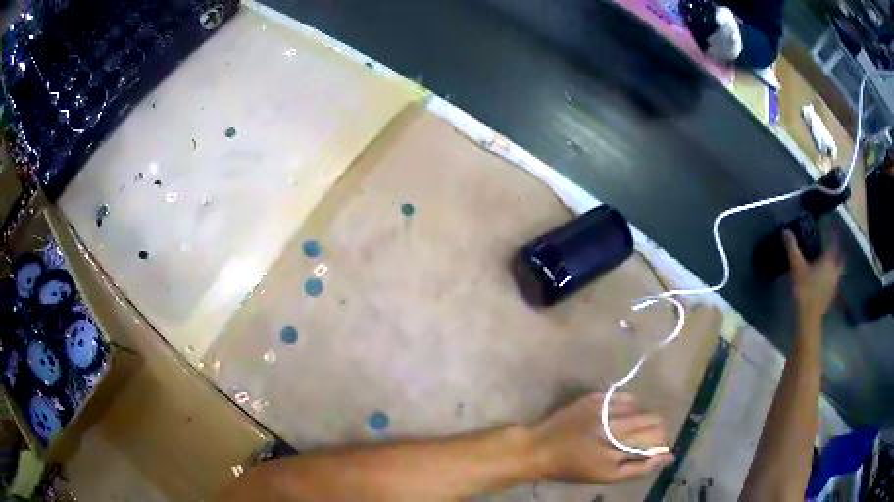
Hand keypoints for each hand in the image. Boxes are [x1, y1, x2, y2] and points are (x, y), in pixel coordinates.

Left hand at [530, 392, 673, 483]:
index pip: (655, 440)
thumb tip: (669, 456)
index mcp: (615, 453)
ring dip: (642, 417)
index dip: (662, 442)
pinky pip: (623, 397)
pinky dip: (629, 405)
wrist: (539, 449)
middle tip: (646, 436)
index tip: (659, 445)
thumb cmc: (573, 468)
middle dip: (655, 429)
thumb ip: (640, 468)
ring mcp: (602, 411)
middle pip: (652, 421)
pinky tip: (623, 414)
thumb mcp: (606, 477)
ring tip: (632, 426)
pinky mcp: (593, 399)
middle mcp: (612, 430)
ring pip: (640, 408)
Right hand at [784, 230, 841, 323]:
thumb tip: (786, 231)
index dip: (831, 232)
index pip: (833, 240)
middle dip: (835, 250)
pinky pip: (833, 279)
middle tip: (828, 245)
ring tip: (825, 261)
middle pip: (839, 256)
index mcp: (829, 259)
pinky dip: (830, 275)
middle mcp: (835, 269)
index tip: (828, 225)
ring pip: (837, 269)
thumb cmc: (805, 289)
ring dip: (833, 263)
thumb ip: (792, 248)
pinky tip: (823, 277)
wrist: (808, 318)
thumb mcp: (797, 266)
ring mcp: (834, 283)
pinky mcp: (831, 294)